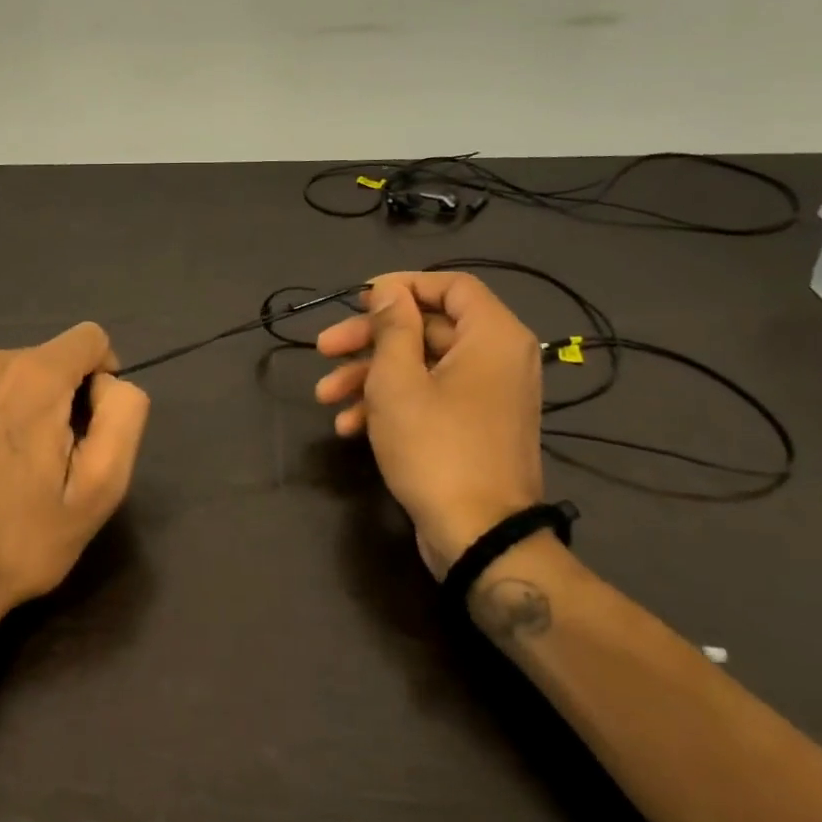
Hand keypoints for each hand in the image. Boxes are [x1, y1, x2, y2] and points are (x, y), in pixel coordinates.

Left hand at [0, 321, 150, 640]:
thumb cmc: (23, 539)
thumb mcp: (101, 489)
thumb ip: (124, 416)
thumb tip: (109, 384)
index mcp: (32, 376)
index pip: (90, 338)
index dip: (102, 377)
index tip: (89, 428)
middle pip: (47, 359)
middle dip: (58, 398)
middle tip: (46, 462)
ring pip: (8, 374)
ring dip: (19, 404)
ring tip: (5, 465)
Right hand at [314, 273, 543, 577]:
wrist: (478, 536)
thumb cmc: (436, 447)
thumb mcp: (398, 381)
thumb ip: (392, 327)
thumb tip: (389, 290)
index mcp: (492, 336)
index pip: (450, 285)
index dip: (401, 287)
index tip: (358, 299)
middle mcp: (498, 358)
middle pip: (427, 328)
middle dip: (369, 339)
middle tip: (323, 349)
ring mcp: (487, 396)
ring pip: (421, 366)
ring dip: (369, 376)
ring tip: (325, 396)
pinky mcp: (474, 427)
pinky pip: (432, 398)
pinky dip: (391, 404)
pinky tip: (349, 425)